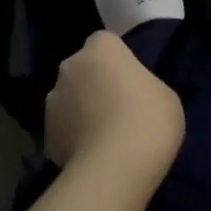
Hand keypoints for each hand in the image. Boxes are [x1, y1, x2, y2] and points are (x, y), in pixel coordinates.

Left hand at [44, 31, 185, 197]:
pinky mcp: (45, 136)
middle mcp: (69, 68)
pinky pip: (64, 130)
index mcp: (101, 50)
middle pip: (82, 69)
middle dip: (95, 83)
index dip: (117, 59)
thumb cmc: (149, 120)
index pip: (105, 41)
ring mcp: (52, 102)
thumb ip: (142, 84)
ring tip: (104, 137)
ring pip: (69, 100)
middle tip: (118, 108)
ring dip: (81, 111)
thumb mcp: (164, 95)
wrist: (114, 168)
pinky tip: (93, 156)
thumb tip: (130, 92)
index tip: (131, 79)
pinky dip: (74, 138)